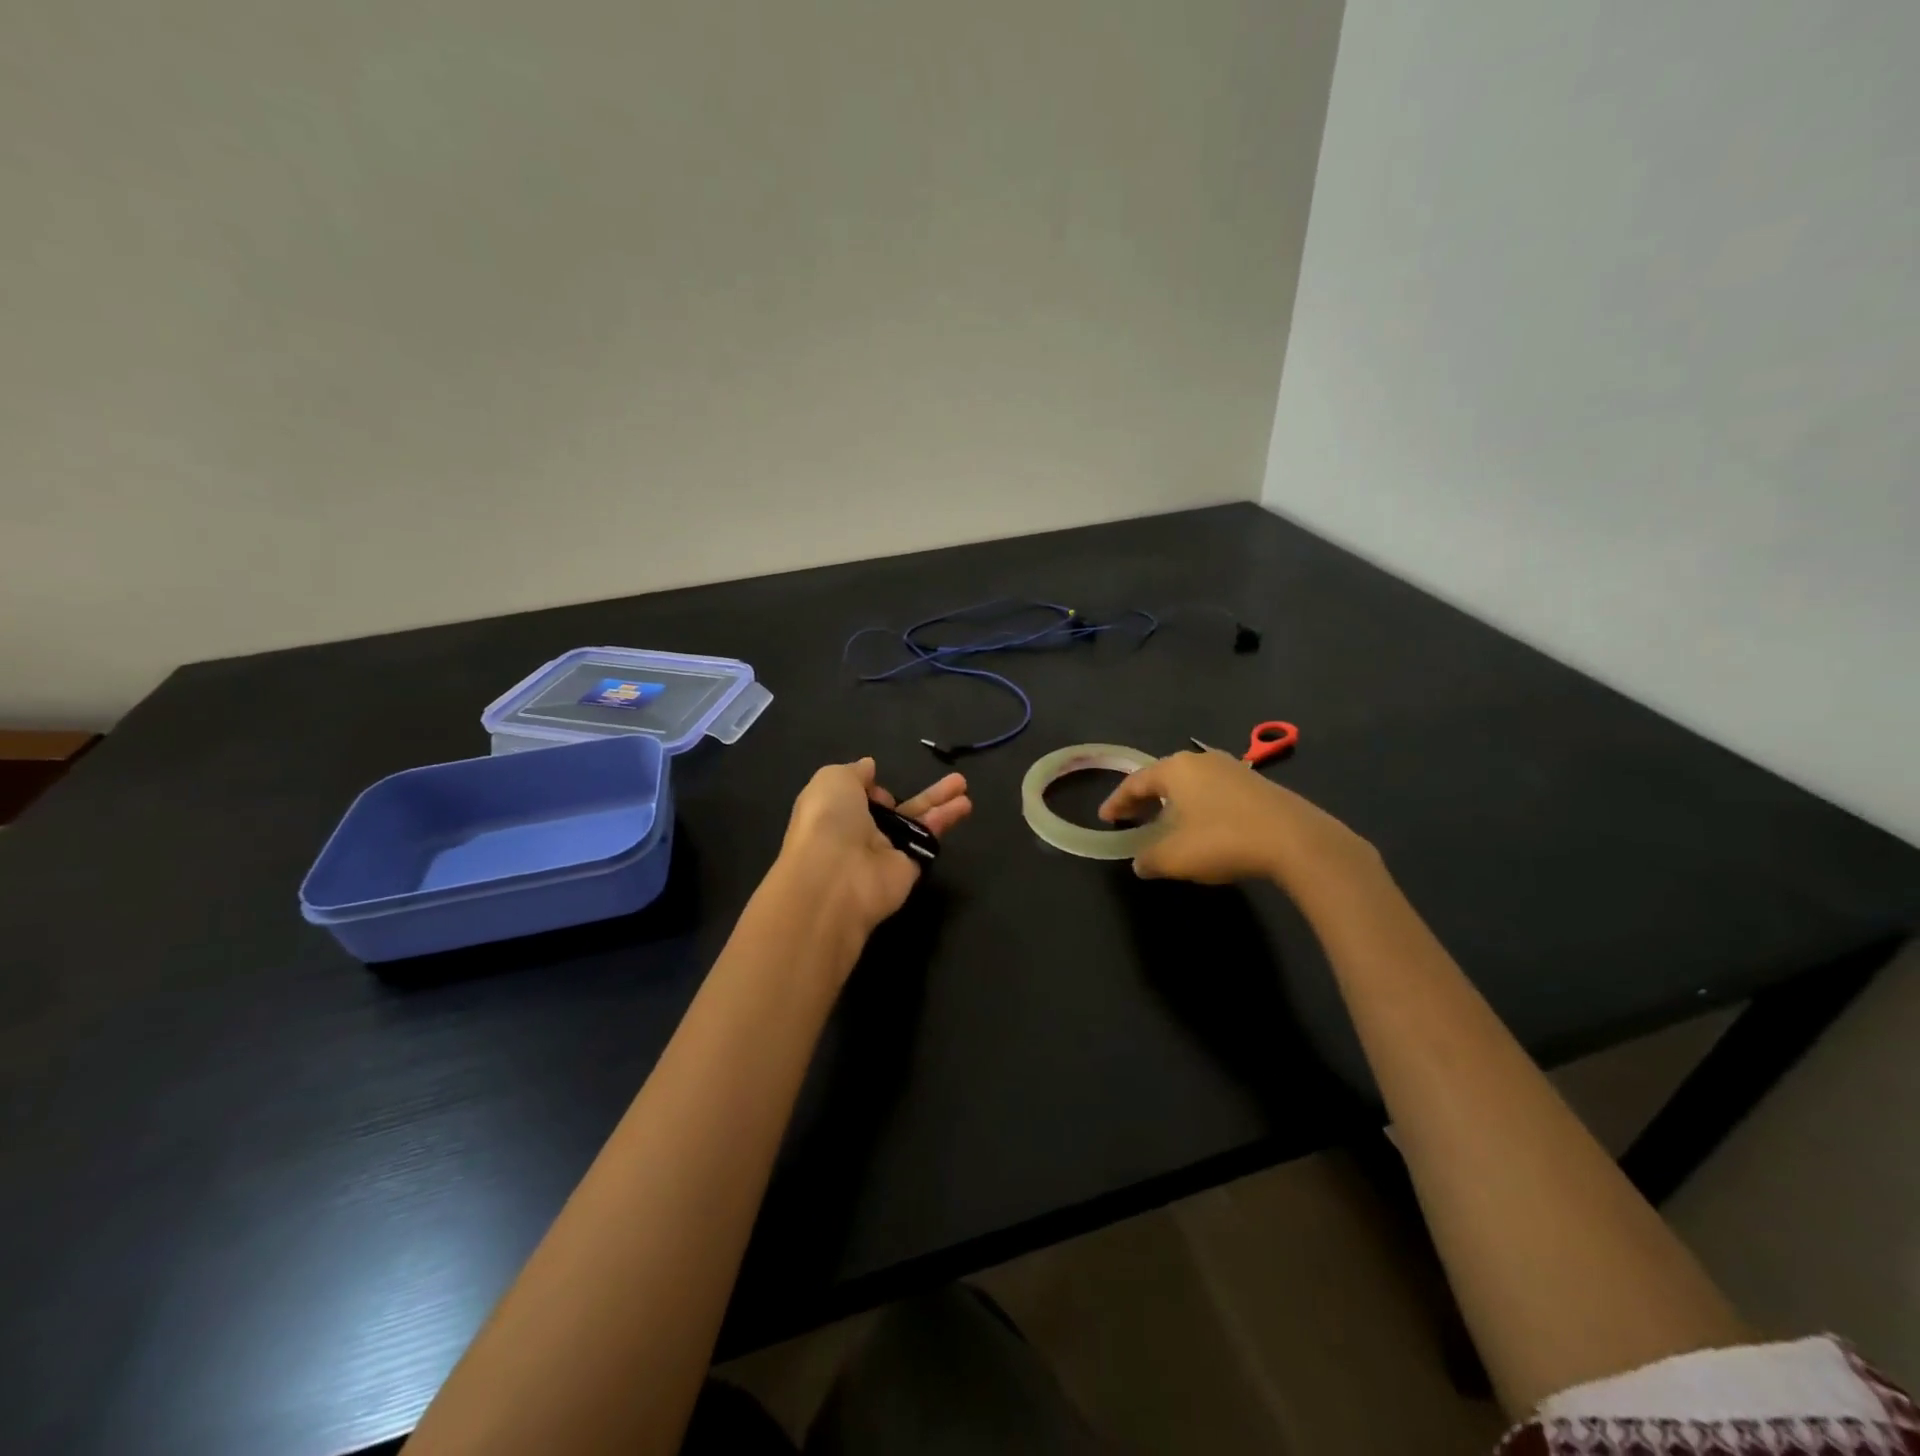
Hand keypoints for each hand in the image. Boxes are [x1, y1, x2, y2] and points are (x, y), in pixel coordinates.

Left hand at [776, 758, 971, 936]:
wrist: (837, 877)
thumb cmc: (828, 820)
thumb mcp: (833, 779)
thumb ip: (855, 771)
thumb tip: (869, 767)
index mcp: (835, 812)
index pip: (858, 798)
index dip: (870, 788)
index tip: (877, 780)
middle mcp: (860, 832)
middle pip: (897, 808)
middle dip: (920, 793)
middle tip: (951, 780)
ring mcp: (886, 851)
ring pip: (918, 822)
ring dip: (941, 803)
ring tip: (964, 785)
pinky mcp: (909, 868)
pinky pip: (927, 841)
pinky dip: (944, 822)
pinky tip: (963, 805)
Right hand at [1098, 747, 1375, 888]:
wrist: (1296, 840)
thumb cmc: (1223, 841)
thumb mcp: (1175, 857)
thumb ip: (1149, 859)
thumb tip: (1140, 862)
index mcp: (1175, 769)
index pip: (1135, 782)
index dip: (1117, 801)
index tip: (1105, 818)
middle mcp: (1201, 760)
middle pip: (1162, 777)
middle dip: (1144, 799)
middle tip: (1131, 818)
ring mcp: (1232, 768)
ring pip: (1190, 783)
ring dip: (1173, 802)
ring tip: (1164, 822)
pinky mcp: (1256, 784)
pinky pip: (1213, 791)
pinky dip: (1198, 805)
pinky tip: (1201, 825)